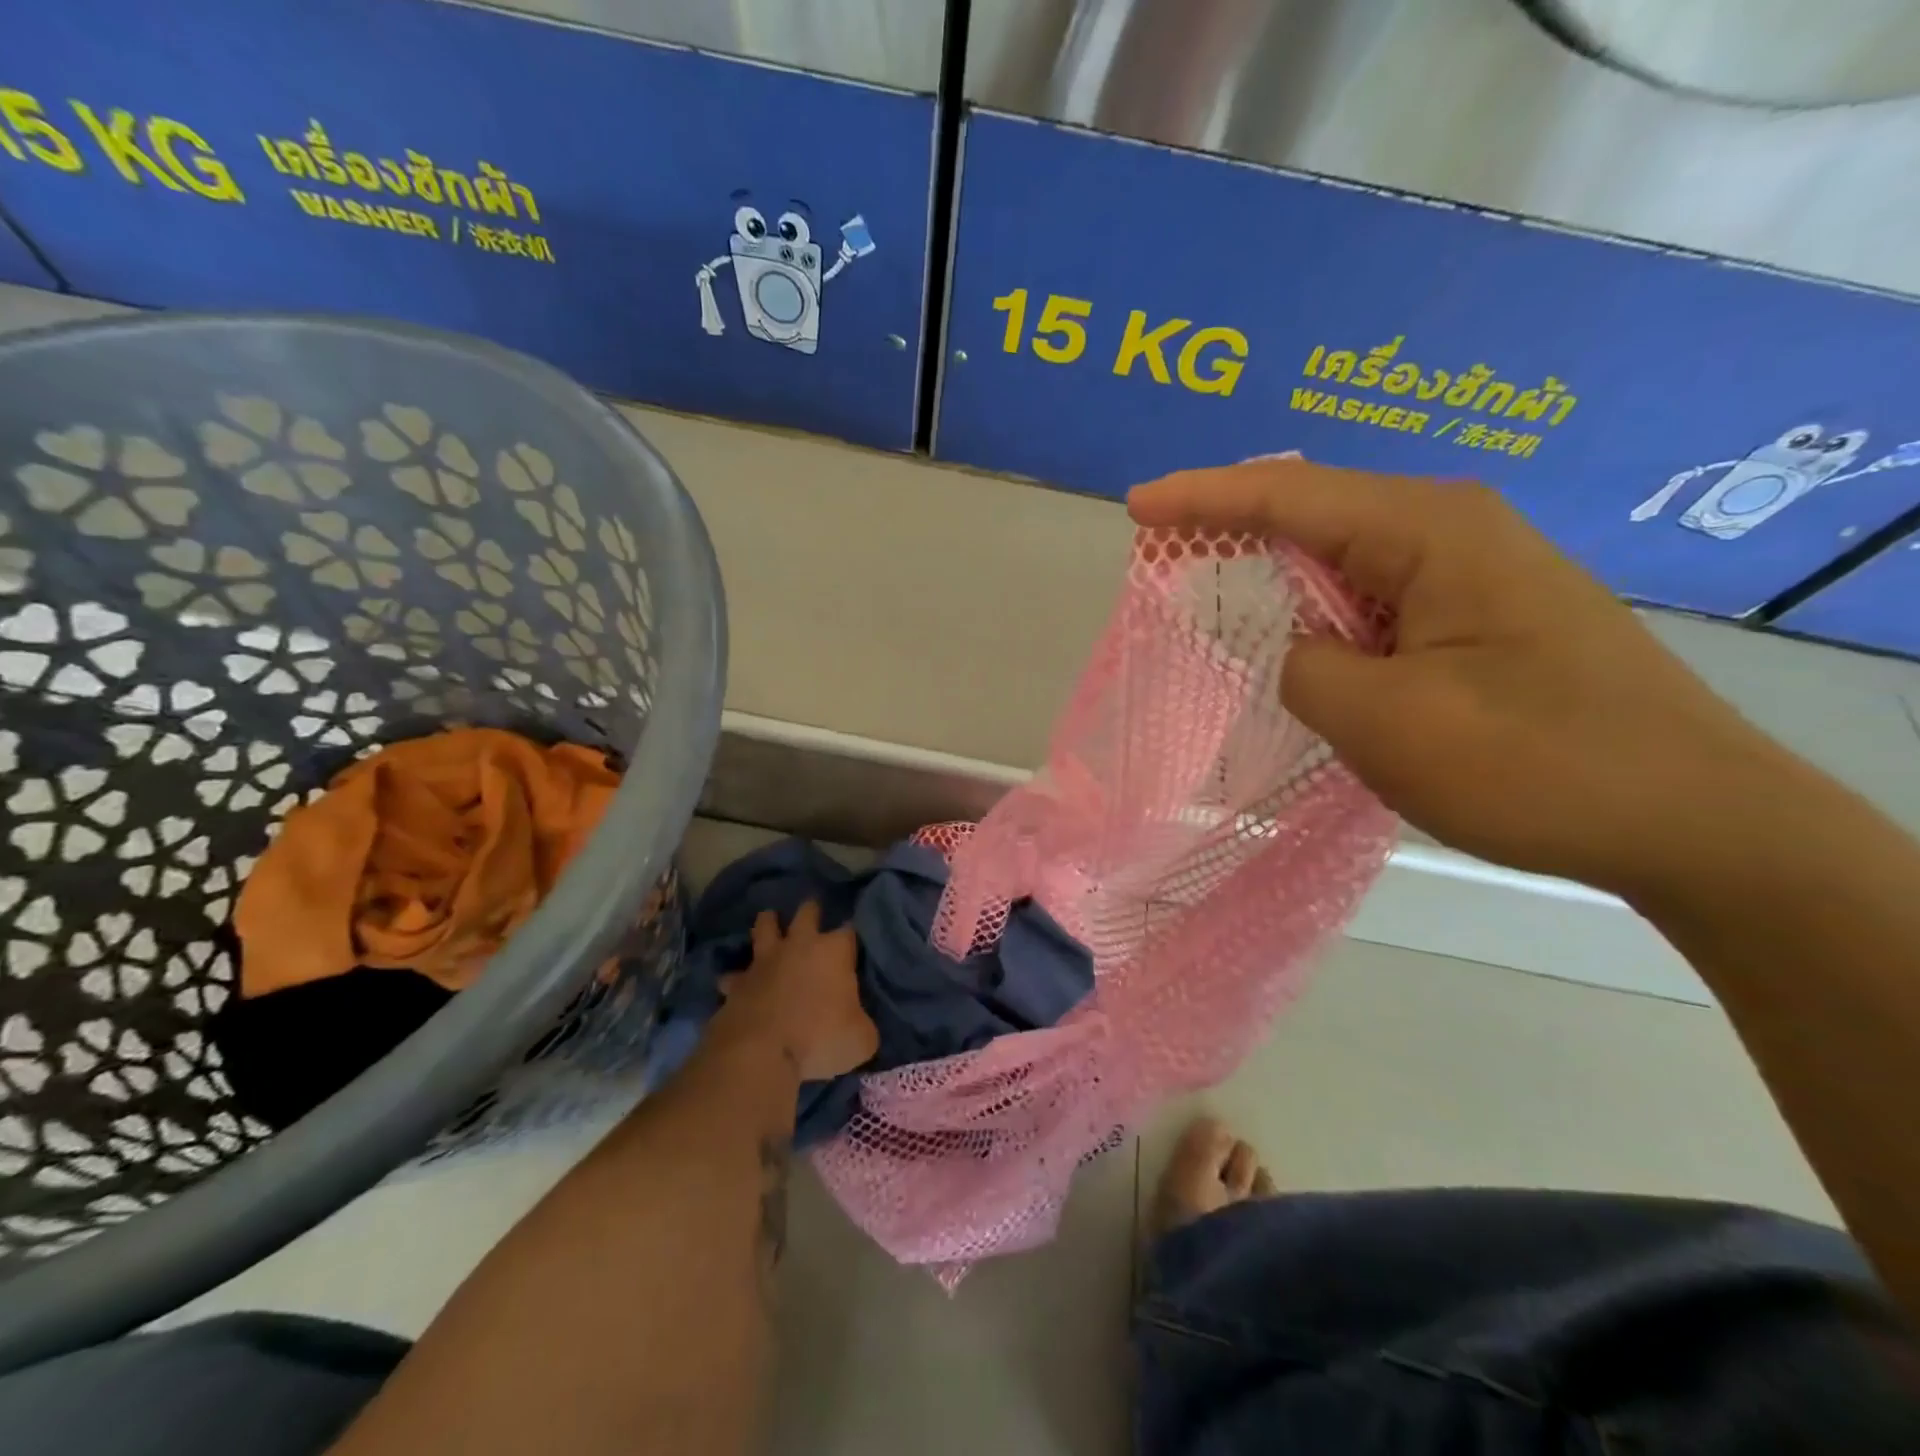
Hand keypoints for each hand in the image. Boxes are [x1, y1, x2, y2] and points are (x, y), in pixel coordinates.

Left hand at [716, 901, 878, 1082]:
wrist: (760, 1053)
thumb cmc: (820, 1039)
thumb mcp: (861, 1039)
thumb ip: (862, 1023)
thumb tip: (858, 1023)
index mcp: (834, 952)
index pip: (849, 931)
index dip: (851, 937)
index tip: (853, 945)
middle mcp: (799, 945)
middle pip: (807, 912)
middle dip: (811, 912)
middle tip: (813, 917)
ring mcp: (764, 961)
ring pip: (764, 926)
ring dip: (768, 925)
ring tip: (771, 925)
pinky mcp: (737, 983)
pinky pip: (734, 974)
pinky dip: (736, 978)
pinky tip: (735, 985)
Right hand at [1128, 458, 1780, 897]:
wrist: (1692, 820)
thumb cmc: (1535, 764)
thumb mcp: (1384, 720)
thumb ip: (1304, 667)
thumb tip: (1301, 650)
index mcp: (1429, 532)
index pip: (1289, 497)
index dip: (1204, 498)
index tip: (1138, 505)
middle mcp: (1453, 532)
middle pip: (1316, 512)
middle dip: (1235, 527)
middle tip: (1165, 548)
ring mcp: (1473, 574)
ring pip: (1345, 559)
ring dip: (1279, 575)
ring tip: (1217, 590)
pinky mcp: (1481, 618)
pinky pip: (1375, 599)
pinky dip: (1322, 613)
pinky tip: (1298, 637)